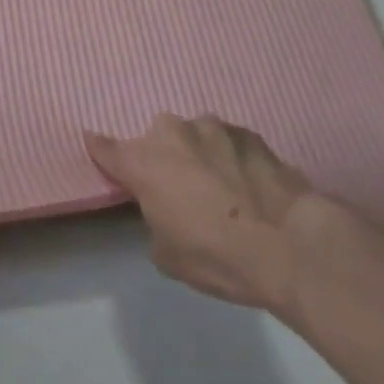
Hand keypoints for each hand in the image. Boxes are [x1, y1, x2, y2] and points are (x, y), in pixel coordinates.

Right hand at [84, 115, 315, 313]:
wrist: (290, 245)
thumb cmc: (218, 255)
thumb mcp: (169, 256)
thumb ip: (154, 221)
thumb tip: (165, 211)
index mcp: (143, 162)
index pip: (107, 148)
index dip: (99, 149)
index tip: (93, 142)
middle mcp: (171, 133)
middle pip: (156, 140)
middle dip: (164, 158)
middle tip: (181, 190)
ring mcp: (211, 127)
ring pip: (194, 137)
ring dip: (199, 155)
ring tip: (222, 188)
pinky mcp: (248, 132)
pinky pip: (228, 142)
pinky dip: (231, 158)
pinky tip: (249, 186)